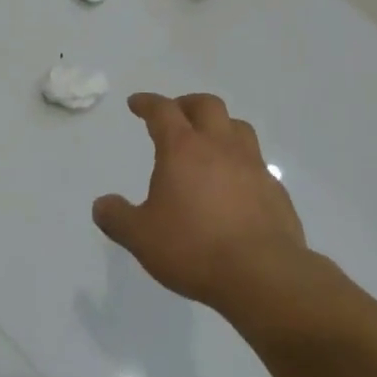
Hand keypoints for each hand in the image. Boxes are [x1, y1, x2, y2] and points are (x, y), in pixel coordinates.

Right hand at [93, 92, 307, 318]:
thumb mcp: (141, 238)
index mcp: (182, 148)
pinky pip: (256, 162)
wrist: (262, 274)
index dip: (148, 103)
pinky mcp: (274, 188)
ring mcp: (251, 165)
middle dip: (187, 104)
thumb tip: (101, 205)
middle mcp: (219, 146)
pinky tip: (235, 183)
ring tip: (209, 142)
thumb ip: (118, 218)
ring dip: (220, 126)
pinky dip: (241, 162)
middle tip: (176, 115)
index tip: (137, 103)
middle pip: (206, 105)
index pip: (163, 111)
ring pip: (237, 126)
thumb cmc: (194, 248)